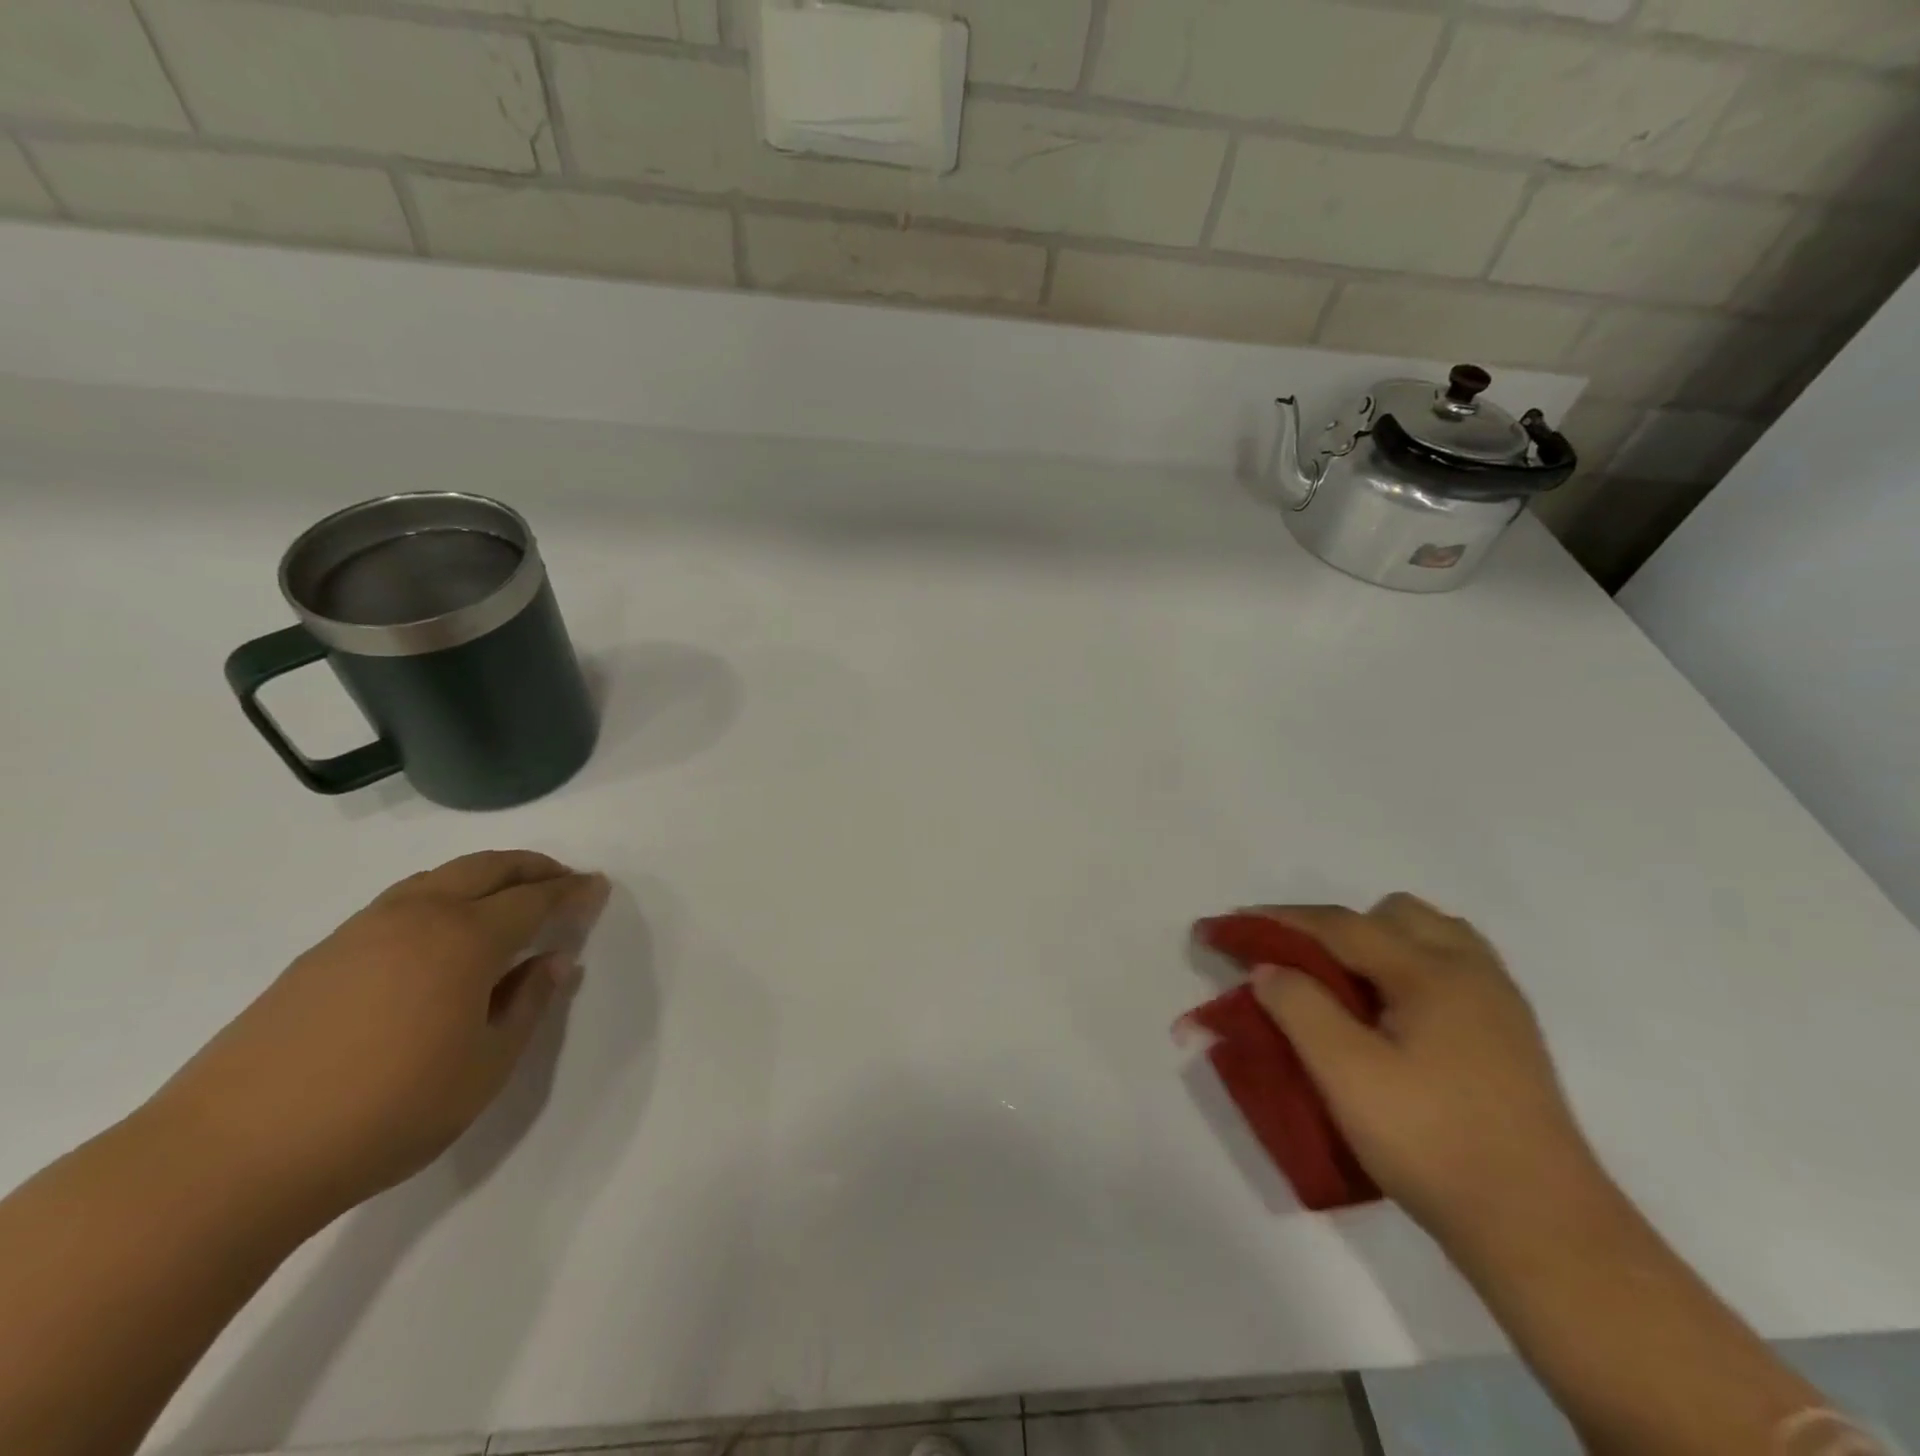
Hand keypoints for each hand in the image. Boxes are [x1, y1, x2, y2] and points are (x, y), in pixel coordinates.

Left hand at [146, 851, 610, 1226]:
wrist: (227, 1158)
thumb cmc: (385, 1113)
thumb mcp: (485, 1068)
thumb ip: (529, 1005)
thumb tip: (554, 961)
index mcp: (464, 939)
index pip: (535, 899)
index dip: (572, 892)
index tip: (598, 888)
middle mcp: (417, 916)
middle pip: (487, 868)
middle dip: (534, 867)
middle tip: (564, 880)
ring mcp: (361, 930)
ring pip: (440, 877)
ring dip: (486, 875)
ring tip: (509, 896)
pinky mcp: (321, 954)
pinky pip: (402, 900)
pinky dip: (443, 895)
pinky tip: (442, 931)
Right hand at [1248, 894, 1603, 1242]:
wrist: (1545, 1235)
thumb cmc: (1435, 1145)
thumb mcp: (1346, 1075)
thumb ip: (1299, 1007)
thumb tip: (1270, 969)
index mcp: (1432, 972)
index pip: (1338, 925)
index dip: (1276, 921)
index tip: (1225, 925)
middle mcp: (1470, 971)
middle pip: (1390, 915)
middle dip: (1334, 929)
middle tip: (1297, 968)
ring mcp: (1497, 1004)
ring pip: (1427, 938)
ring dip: (1375, 946)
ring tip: (1342, 988)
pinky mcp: (1508, 1037)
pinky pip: (1447, 970)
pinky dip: (1405, 971)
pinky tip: (1388, 1017)